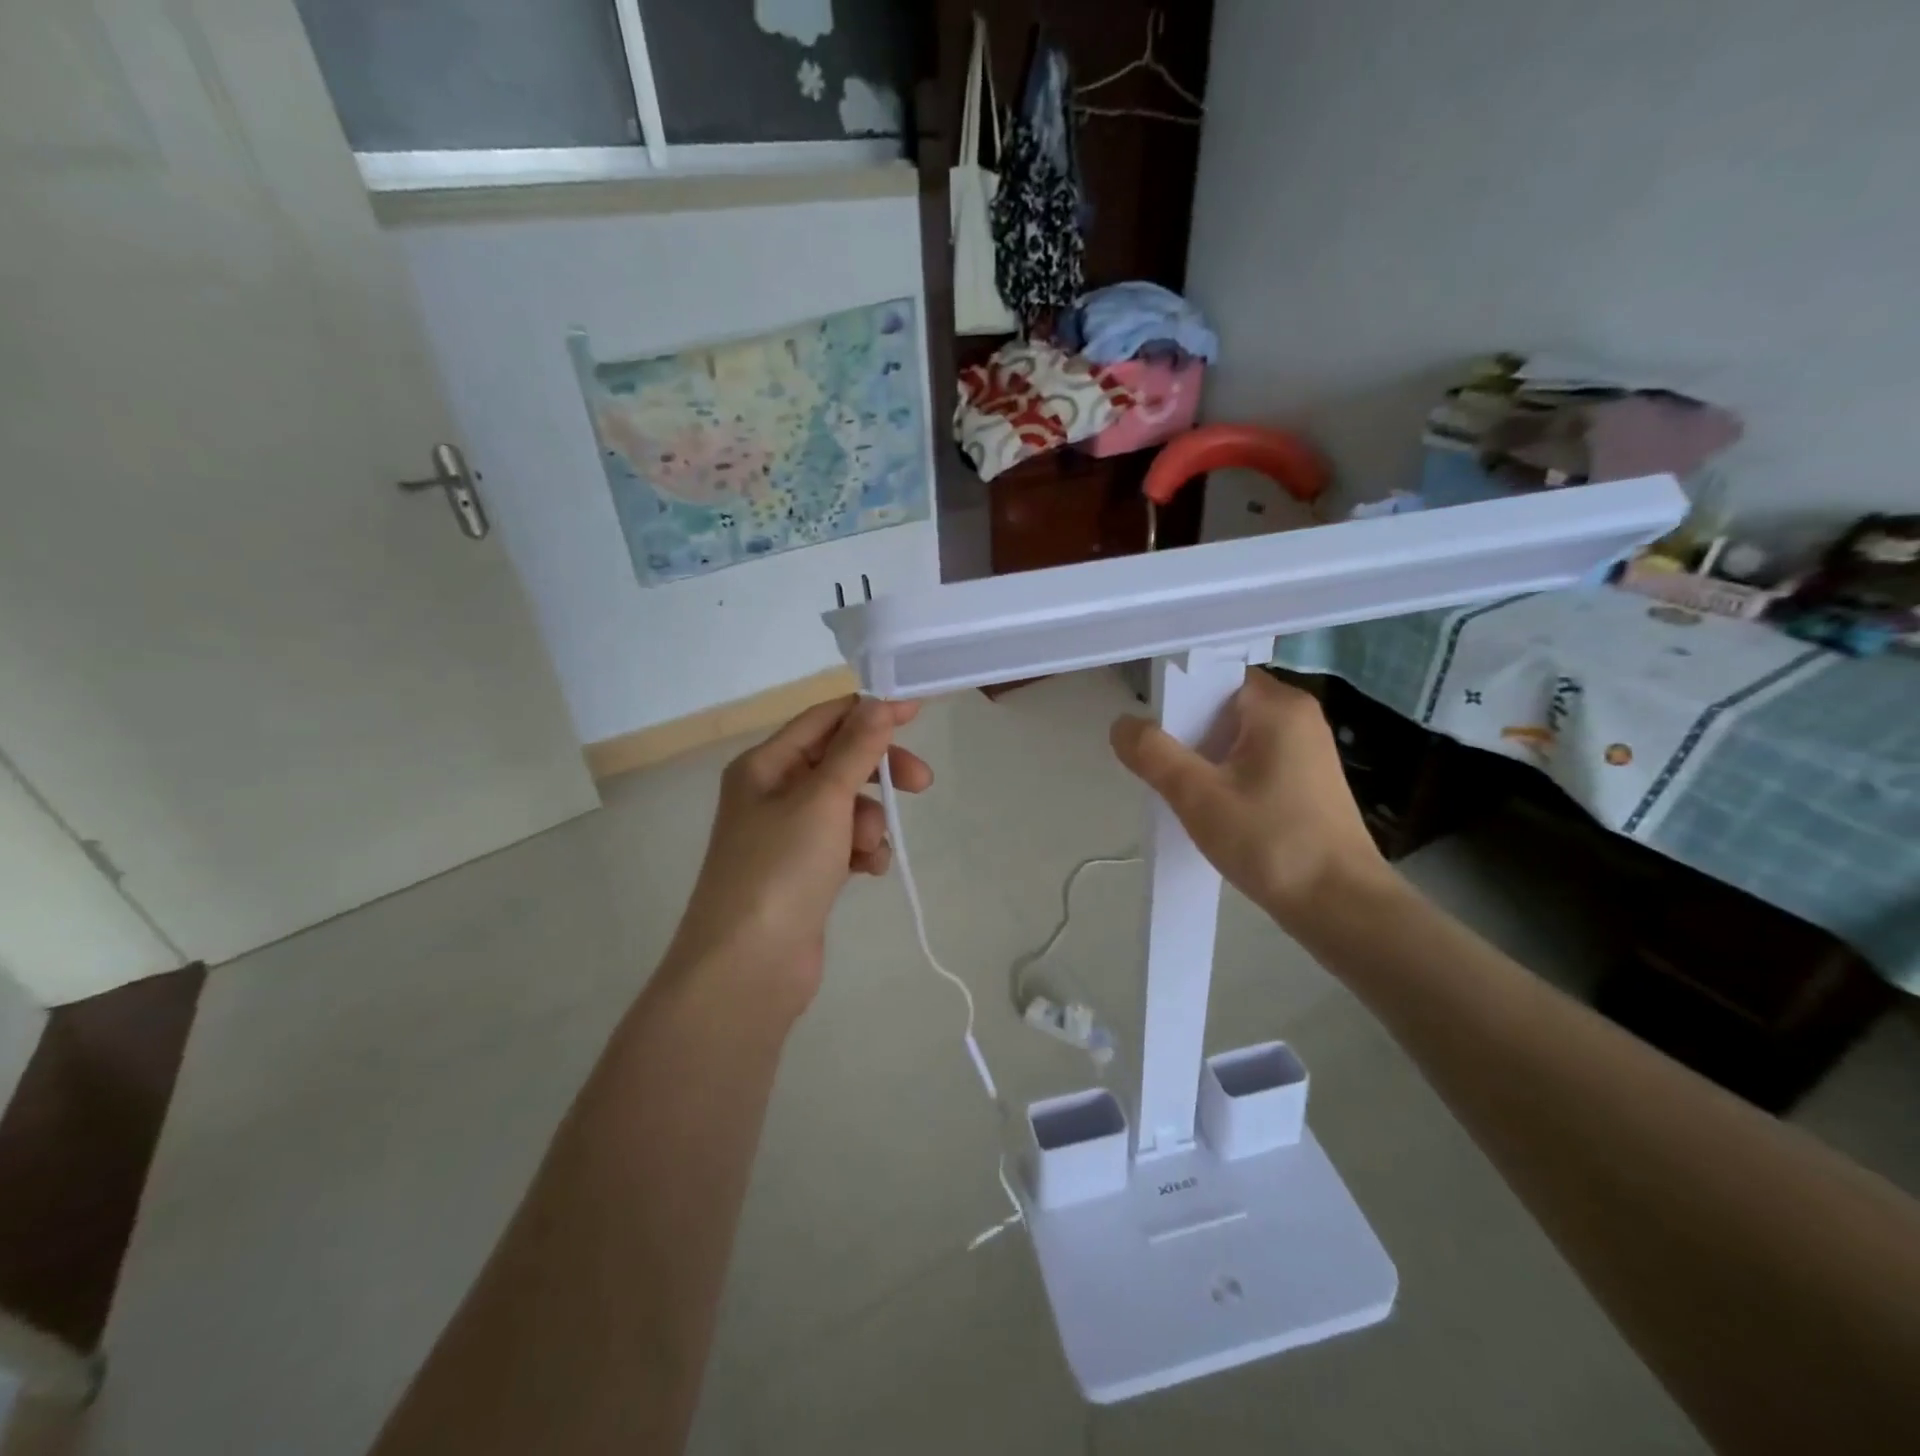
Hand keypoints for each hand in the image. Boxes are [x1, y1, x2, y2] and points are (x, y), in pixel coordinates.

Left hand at [668, 696, 930, 1012]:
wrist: (748, 967)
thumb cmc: (781, 869)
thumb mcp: (822, 798)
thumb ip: (855, 749)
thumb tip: (880, 702)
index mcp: (764, 765)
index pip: (824, 720)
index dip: (869, 711)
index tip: (917, 711)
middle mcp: (771, 793)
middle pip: (839, 763)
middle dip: (878, 772)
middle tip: (920, 784)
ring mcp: (787, 835)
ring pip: (846, 806)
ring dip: (869, 821)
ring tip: (867, 849)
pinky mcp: (803, 871)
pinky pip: (844, 843)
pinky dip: (861, 851)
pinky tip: (867, 871)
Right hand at [1110, 670, 1388, 928]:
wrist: (1340, 907)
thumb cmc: (1270, 841)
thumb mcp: (1198, 796)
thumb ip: (1153, 753)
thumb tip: (1122, 725)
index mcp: (1278, 706)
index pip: (1213, 677)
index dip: (1175, 699)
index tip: (1151, 735)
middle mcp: (1298, 717)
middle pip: (1221, 708)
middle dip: (1186, 735)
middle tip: (1161, 771)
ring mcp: (1306, 750)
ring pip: (1234, 739)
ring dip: (1204, 760)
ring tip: (1183, 794)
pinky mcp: (1306, 782)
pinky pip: (1252, 762)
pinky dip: (1226, 777)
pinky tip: (1213, 810)